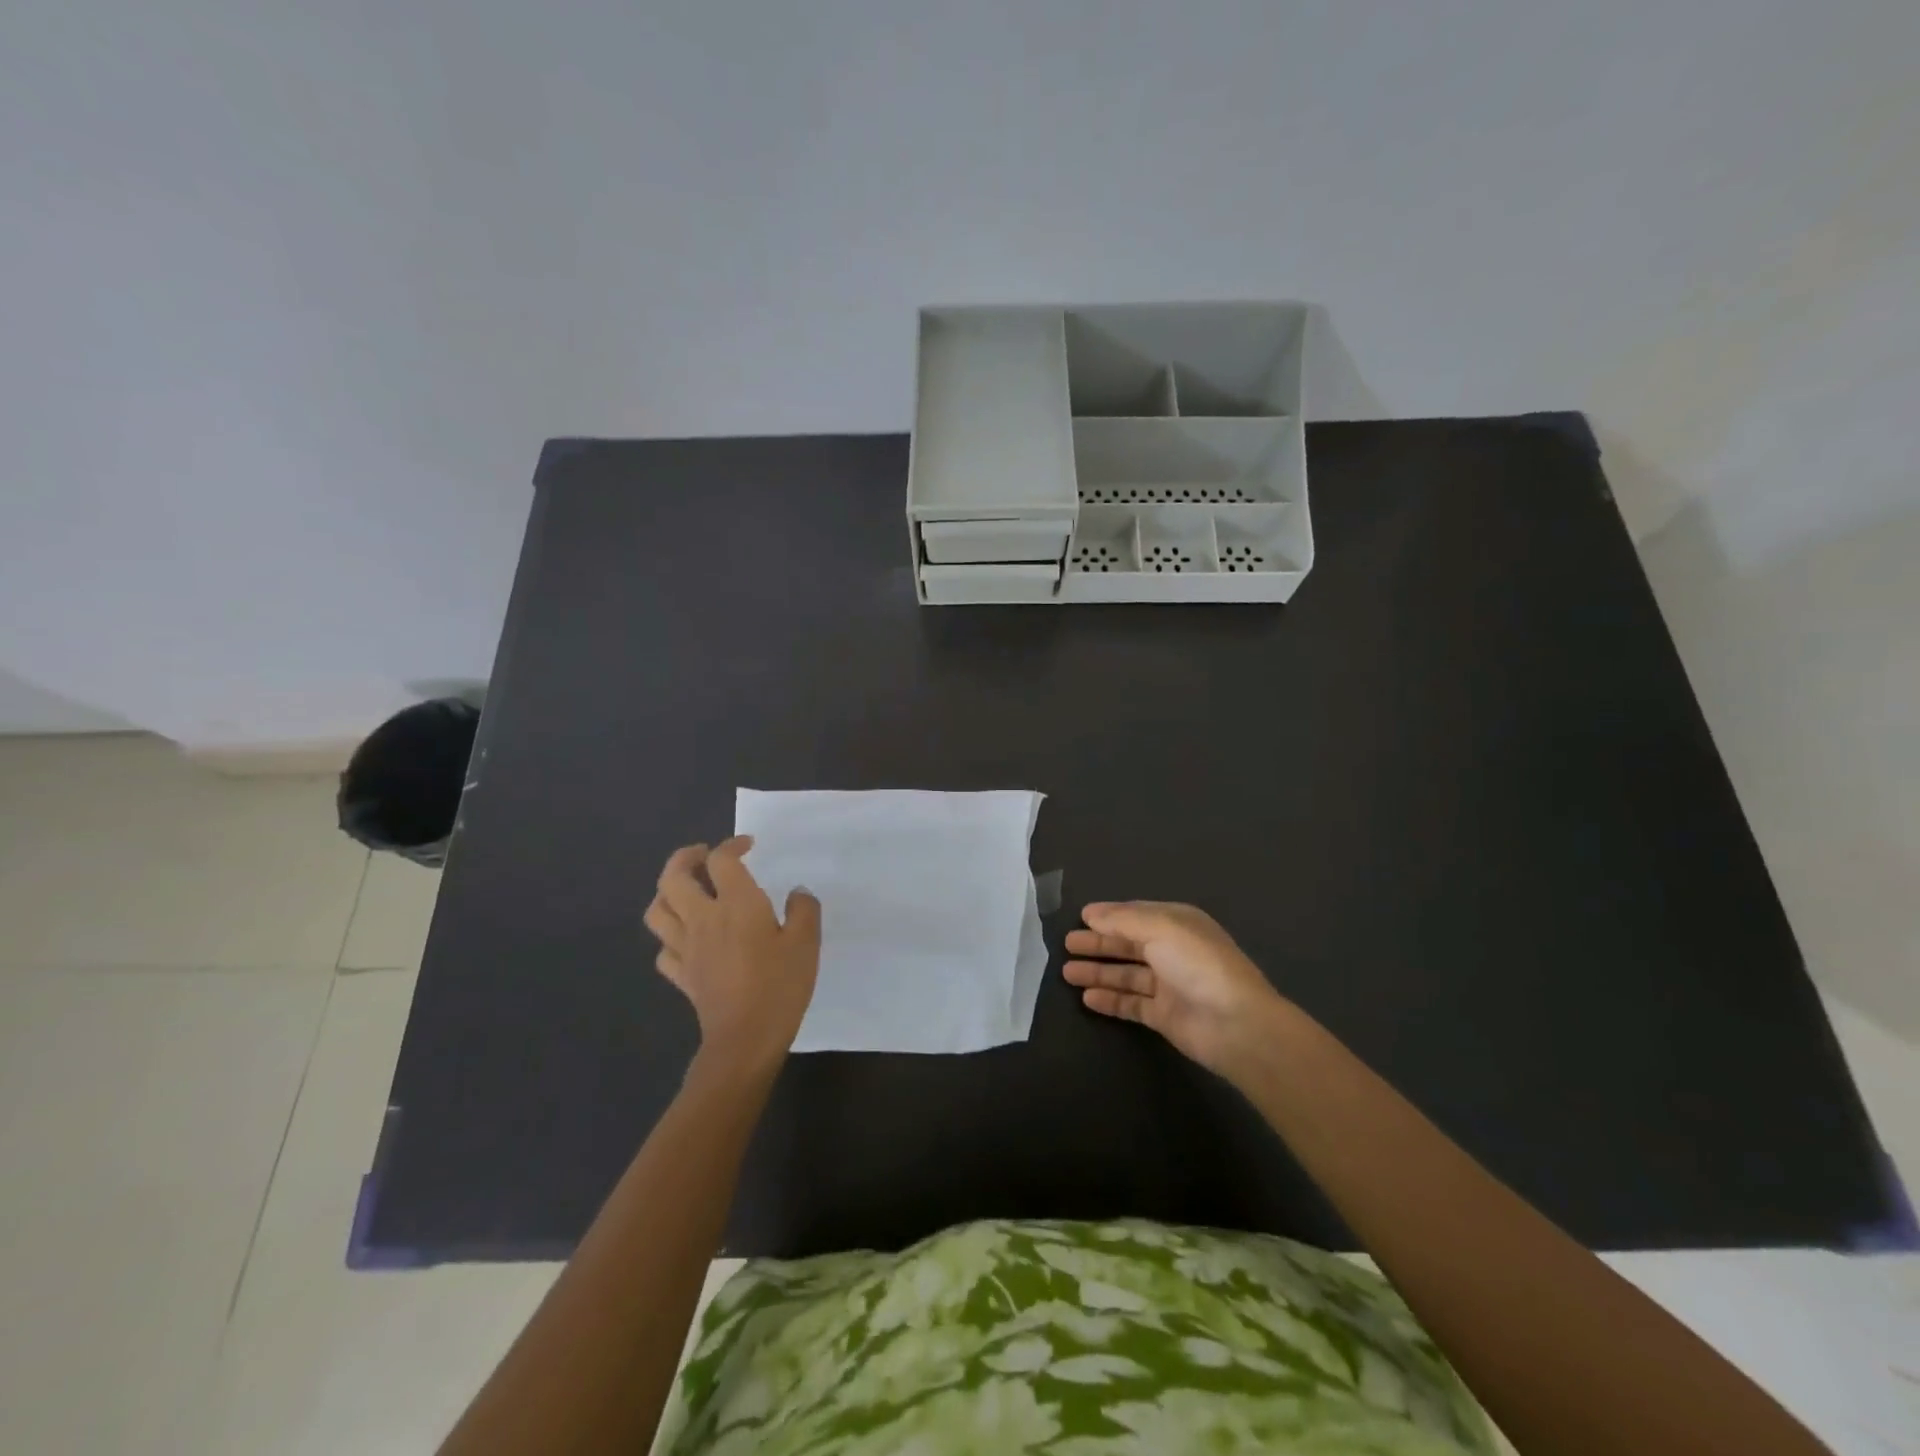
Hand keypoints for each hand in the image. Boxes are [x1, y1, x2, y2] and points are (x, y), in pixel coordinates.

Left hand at [644, 838, 821, 1073]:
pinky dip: (671, 937)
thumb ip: (803, 911)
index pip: (722, 860)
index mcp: (736, 904)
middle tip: (703, 856)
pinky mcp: (682, 975)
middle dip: (685, 858)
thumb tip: (797, 893)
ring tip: (687, 891)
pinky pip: (664, 949)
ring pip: (658, 910)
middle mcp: (703, 918)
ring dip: (668, 893)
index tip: (748, 846)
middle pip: (673, 877)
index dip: (732, 845)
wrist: (745, 1039)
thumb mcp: (806, 943)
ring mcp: (686, 948)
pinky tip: (688, 938)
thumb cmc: (779, 986)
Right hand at [1063, 901, 1293, 1081]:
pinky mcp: (1164, 1015)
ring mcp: (1168, 985)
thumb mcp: (1161, 928)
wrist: (1236, 1024)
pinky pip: (1131, 1004)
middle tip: (1067, 945)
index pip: (1135, 915)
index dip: (1108, 916)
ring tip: (1067, 972)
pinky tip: (1087, 998)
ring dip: (1098, 972)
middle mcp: (1172, 951)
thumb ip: (1123, 920)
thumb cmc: (1199, 964)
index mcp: (1177, 924)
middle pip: (1128, 944)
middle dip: (1098, 944)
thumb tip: (1091, 914)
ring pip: (1126, 974)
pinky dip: (1110, 1000)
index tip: (1080, 918)